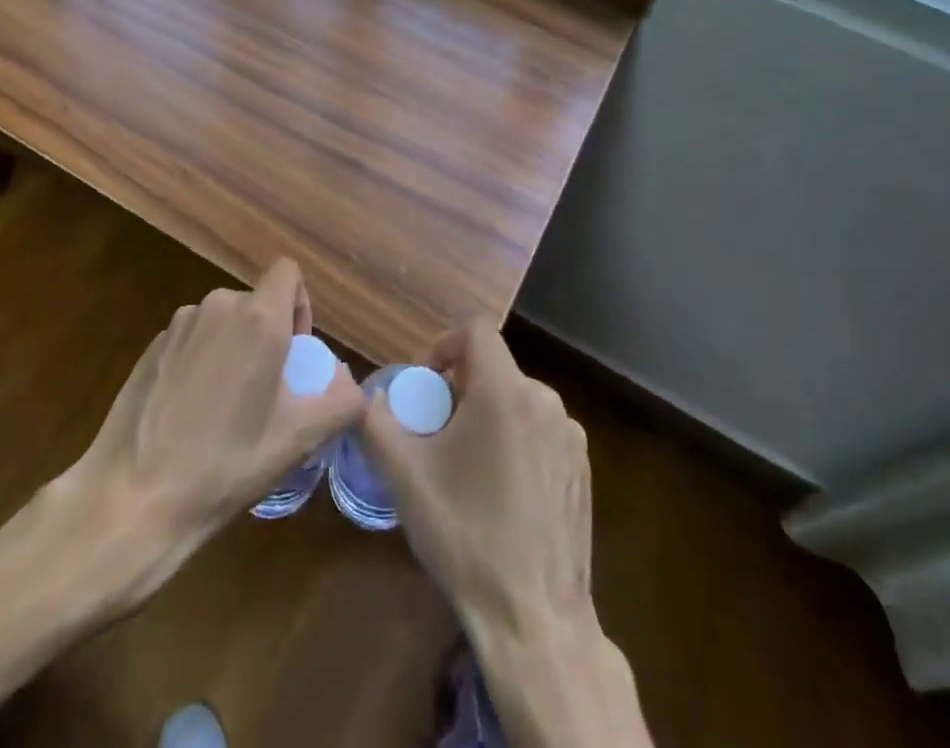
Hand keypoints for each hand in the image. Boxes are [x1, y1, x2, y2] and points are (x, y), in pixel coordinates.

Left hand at [52, 259, 363, 604]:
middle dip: (268, 336)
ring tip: (227, 408)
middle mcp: (217, 306)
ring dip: (235, 349)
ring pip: (224, 321)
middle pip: (256, 302)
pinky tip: (191, 413)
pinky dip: (202, 360)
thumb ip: (340, 403)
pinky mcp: (152, 345)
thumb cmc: (225, 464)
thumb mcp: (296, 440)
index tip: (295, 353)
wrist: (133, 496)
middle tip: (266, 392)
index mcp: (257, 318)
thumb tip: (354, 388)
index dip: (300, 305)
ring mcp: (179, 324)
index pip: (288, 272)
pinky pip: (193, 338)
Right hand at [363, 323, 649, 747]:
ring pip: (518, 400)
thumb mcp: (405, 476)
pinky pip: (540, 431)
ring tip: (465, 465)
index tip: (427, 385)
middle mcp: (546, 402)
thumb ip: (375, 421)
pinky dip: (515, 441)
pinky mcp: (584, 470)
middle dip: (461, 388)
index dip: (445, 345)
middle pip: (495, 367)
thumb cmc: (466, 536)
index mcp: (506, 391)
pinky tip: (501, 492)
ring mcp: (571, 438)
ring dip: (488, 415)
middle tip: (437, 432)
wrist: (535, 620)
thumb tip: (365, 396)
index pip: (476, 330)